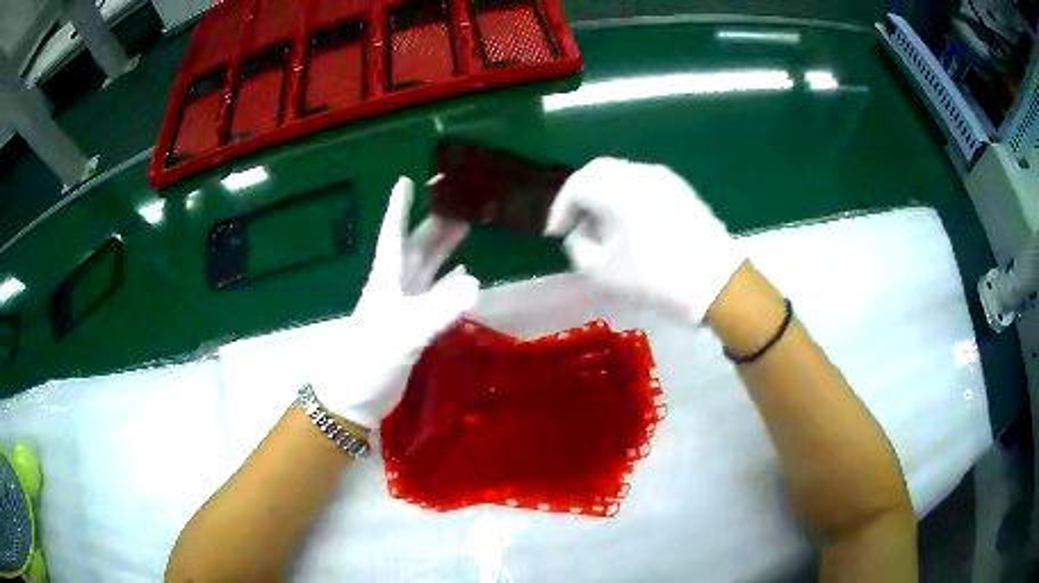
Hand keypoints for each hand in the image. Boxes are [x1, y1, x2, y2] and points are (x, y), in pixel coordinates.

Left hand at [311, 177, 478, 427]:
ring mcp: (405, 308)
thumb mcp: (402, 333)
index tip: (405, 181)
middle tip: (459, 201)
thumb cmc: (369, 359)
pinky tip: (464, 274)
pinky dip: (449, 283)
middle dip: (435, 222)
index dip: (399, 208)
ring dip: (444, 248)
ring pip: (428, 268)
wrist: (355, 397)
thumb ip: (436, 309)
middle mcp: (396, 287)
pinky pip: (436, 296)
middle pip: (417, 246)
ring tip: (466, 227)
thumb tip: (475, 280)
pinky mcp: (414, 327)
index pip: (394, 234)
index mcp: (387, 279)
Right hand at [545, 157, 743, 322]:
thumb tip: (580, 235)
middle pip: (597, 173)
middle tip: (576, 226)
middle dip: (581, 199)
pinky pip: (643, 185)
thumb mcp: (602, 272)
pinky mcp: (681, 190)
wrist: (716, 282)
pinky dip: (627, 199)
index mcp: (616, 188)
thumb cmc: (654, 277)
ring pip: (621, 177)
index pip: (575, 186)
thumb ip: (578, 248)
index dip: (560, 209)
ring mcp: (663, 178)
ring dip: (604, 198)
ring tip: (604, 230)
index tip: (556, 234)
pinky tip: (631, 226)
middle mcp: (638, 173)